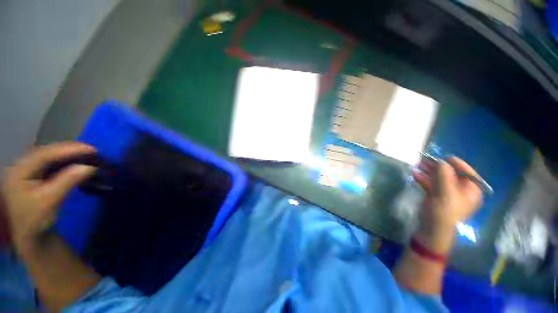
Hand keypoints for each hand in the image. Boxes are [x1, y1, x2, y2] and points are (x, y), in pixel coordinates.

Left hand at [1, 142, 96, 251]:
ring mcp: (28, 170)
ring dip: (71, 155)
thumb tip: (90, 167)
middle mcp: (22, 165)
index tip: (92, 149)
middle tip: (94, 152)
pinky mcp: (36, 175)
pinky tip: (79, 163)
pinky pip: (53, 163)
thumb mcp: (50, 201)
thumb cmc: (36, 221)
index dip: (69, 149)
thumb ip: (68, 181)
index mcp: (19, 171)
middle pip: (48, 152)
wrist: (31, 235)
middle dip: (71, 150)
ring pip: (52, 156)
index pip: (45, 154)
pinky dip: (68, 162)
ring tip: (89, 156)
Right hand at [412, 156, 482, 251]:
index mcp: (471, 190)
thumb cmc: (444, 212)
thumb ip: (444, 176)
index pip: (467, 172)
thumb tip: (441, 162)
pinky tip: (414, 174)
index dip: (456, 164)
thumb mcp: (446, 193)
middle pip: (451, 174)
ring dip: (428, 171)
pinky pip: (431, 184)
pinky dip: (423, 179)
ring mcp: (447, 193)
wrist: (432, 229)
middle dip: (438, 167)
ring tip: (417, 164)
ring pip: (439, 178)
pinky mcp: (436, 196)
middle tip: (425, 159)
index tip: (444, 158)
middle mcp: (461, 190)